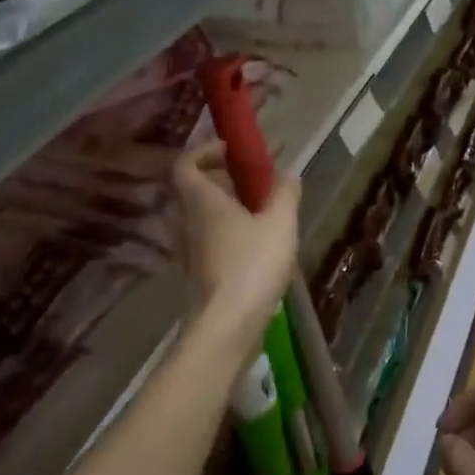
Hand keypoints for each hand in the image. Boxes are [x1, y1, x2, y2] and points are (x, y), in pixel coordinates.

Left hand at [173, 141, 298, 337]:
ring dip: (229, 206)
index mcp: (201, 201)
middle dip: (224, 178)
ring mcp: (190, 249)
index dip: (205, 151)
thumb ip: (285, 194)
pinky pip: (211, 238)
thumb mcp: (279, 223)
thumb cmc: (252, 264)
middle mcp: (187, 221)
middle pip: (196, 188)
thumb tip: (288, 173)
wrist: (228, 324)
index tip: (233, 151)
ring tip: (264, 211)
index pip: (185, 163)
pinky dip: (230, 231)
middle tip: (256, 180)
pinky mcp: (199, 272)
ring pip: (204, 215)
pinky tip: (259, 244)